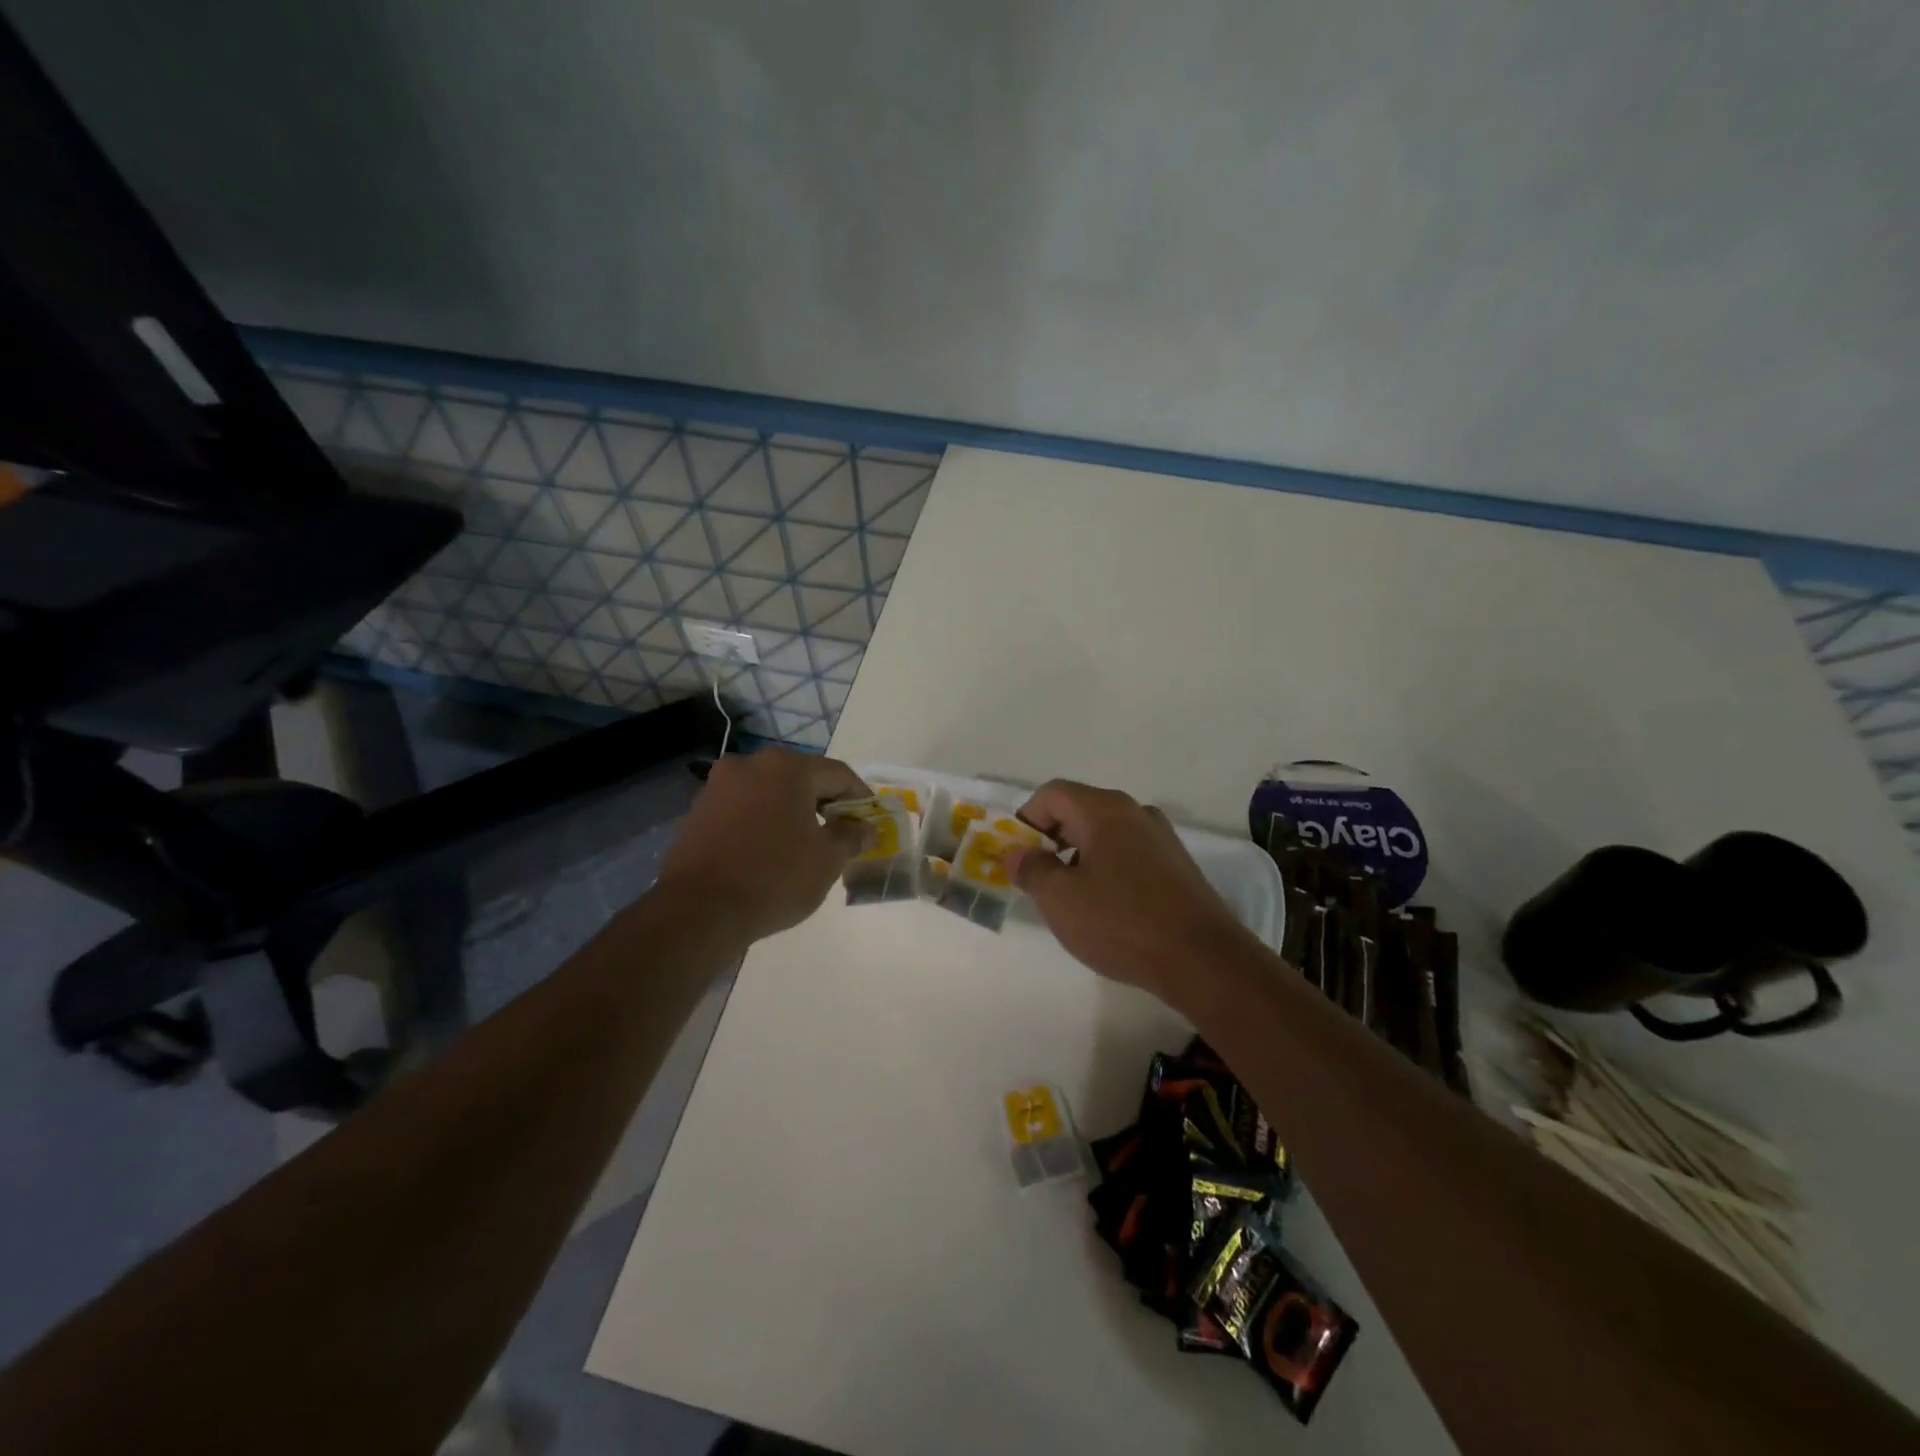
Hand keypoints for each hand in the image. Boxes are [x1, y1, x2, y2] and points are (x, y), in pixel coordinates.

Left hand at [653, 749, 872, 942]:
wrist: (698, 911)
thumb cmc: (774, 878)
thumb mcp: (827, 860)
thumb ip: (851, 836)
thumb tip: (866, 828)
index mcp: (787, 768)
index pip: (838, 774)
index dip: (860, 797)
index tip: (870, 820)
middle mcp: (750, 765)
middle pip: (801, 778)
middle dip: (824, 803)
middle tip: (841, 832)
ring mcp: (719, 786)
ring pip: (770, 792)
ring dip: (791, 812)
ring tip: (805, 844)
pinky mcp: (698, 811)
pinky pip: (744, 809)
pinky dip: (763, 822)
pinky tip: (770, 851)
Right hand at [1006, 780, 1260, 1006]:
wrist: (1202, 959)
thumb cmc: (1121, 922)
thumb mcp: (1060, 899)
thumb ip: (1031, 869)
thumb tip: (1014, 851)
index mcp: (1104, 810)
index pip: (1053, 794)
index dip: (1026, 818)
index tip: (1016, 854)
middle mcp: (1135, 812)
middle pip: (1080, 810)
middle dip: (1051, 838)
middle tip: (1036, 876)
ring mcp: (1161, 837)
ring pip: (1105, 833)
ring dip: (1078, 854)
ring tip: (1069, 895)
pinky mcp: (1177, 865)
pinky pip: (1129, 852)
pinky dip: (1106, 867)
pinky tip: (1105, 905)